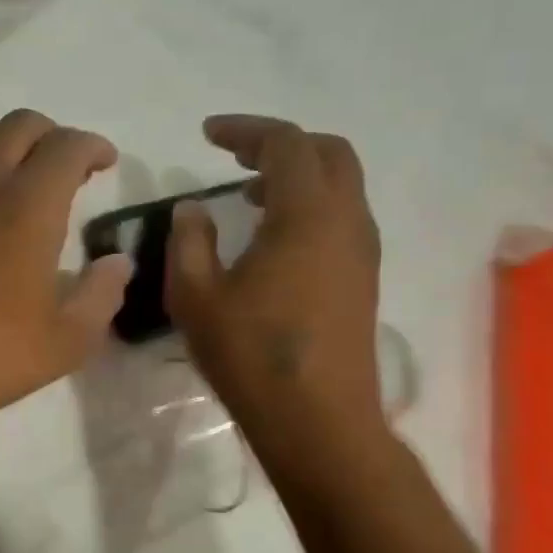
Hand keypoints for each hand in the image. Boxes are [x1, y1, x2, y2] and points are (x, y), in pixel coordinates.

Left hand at [0, 110, 132, 448]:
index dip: (93, 146)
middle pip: (20, 126)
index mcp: (27, 206)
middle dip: (54, 135)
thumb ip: (101, 296)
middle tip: (73, 170)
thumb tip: (116, 264)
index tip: (107, 161)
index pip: (66, 145)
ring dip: (15, 157)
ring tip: (33, 200)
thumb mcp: (63, 342)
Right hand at [166, 115, 391, 466]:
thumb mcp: (196, 296)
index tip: (207, 134)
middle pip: (328, 152)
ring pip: (341, 185)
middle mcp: (347, 222)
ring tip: (248, 196)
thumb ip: (189, 241)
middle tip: (235, 155)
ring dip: (297, 176)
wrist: (320, 423)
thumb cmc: (252, 356)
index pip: (286, 143)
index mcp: (308, 215)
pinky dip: (309, 206)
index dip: (245, 129)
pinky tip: (272, 238)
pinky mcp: (364, 280)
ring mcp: (362, 252)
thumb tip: (194, 209)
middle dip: (280, 143)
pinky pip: (342, 217)